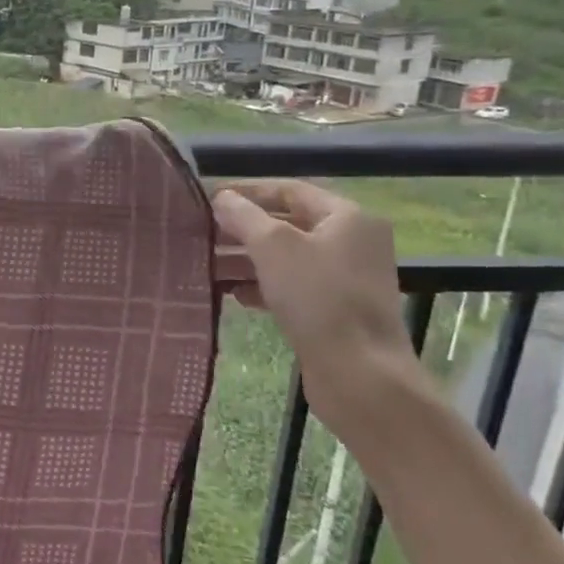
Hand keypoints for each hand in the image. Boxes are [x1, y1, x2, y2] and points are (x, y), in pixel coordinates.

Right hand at [214, 180, 417, 427]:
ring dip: (247, 259)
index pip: (289, 190)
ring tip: (210, 266)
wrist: (360, 374)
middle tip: (203, 234)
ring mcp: (346, 279)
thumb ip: (244, 216)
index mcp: (347, 217)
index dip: (247, 192)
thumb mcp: (273, 247)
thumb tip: (222, 198)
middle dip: (243, 229)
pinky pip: (294, 287)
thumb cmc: (318, 297)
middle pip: (288, 224)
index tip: (208, 200)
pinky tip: (235, 295)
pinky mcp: (336, 311)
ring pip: (287, 258)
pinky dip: (264, 286)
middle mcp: (352, 242)